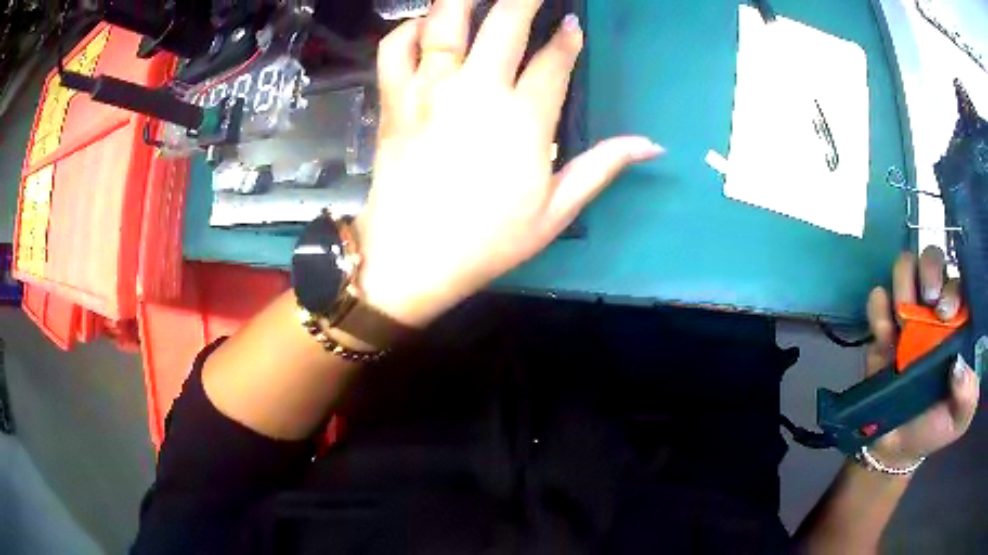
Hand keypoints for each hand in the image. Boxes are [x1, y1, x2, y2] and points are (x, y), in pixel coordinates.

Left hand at [355, 0, 662, 326]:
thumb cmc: (487, 241)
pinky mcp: (394, 99)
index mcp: (523, 119)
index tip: (572, 24)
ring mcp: (429, 90)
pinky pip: (394, 49)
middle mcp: (476, 90)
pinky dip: (407, 30)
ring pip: (445, 22)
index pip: (554, 59)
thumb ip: (602, 167)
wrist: (411, 259)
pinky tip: (422, 28)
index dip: (567, 37)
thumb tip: (651, 145)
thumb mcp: (555, 212)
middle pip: (505, 22)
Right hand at [865, 246, 979, 467]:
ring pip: (906, 267)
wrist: (896, 448)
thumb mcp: (960, 418)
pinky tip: (883, 330)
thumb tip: (959, 365)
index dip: (954, 285)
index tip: (945, 313)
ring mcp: (910, 316)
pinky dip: (878, 307)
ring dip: (904, 282)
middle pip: (933, 260)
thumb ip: (967, 395)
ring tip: (903, 318)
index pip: (960, 281)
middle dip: (930, 270)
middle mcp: (936, 309)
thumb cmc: (936, 427)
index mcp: (959, 322)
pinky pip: (877, 299)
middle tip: (928, 301)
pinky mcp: (883, 329)